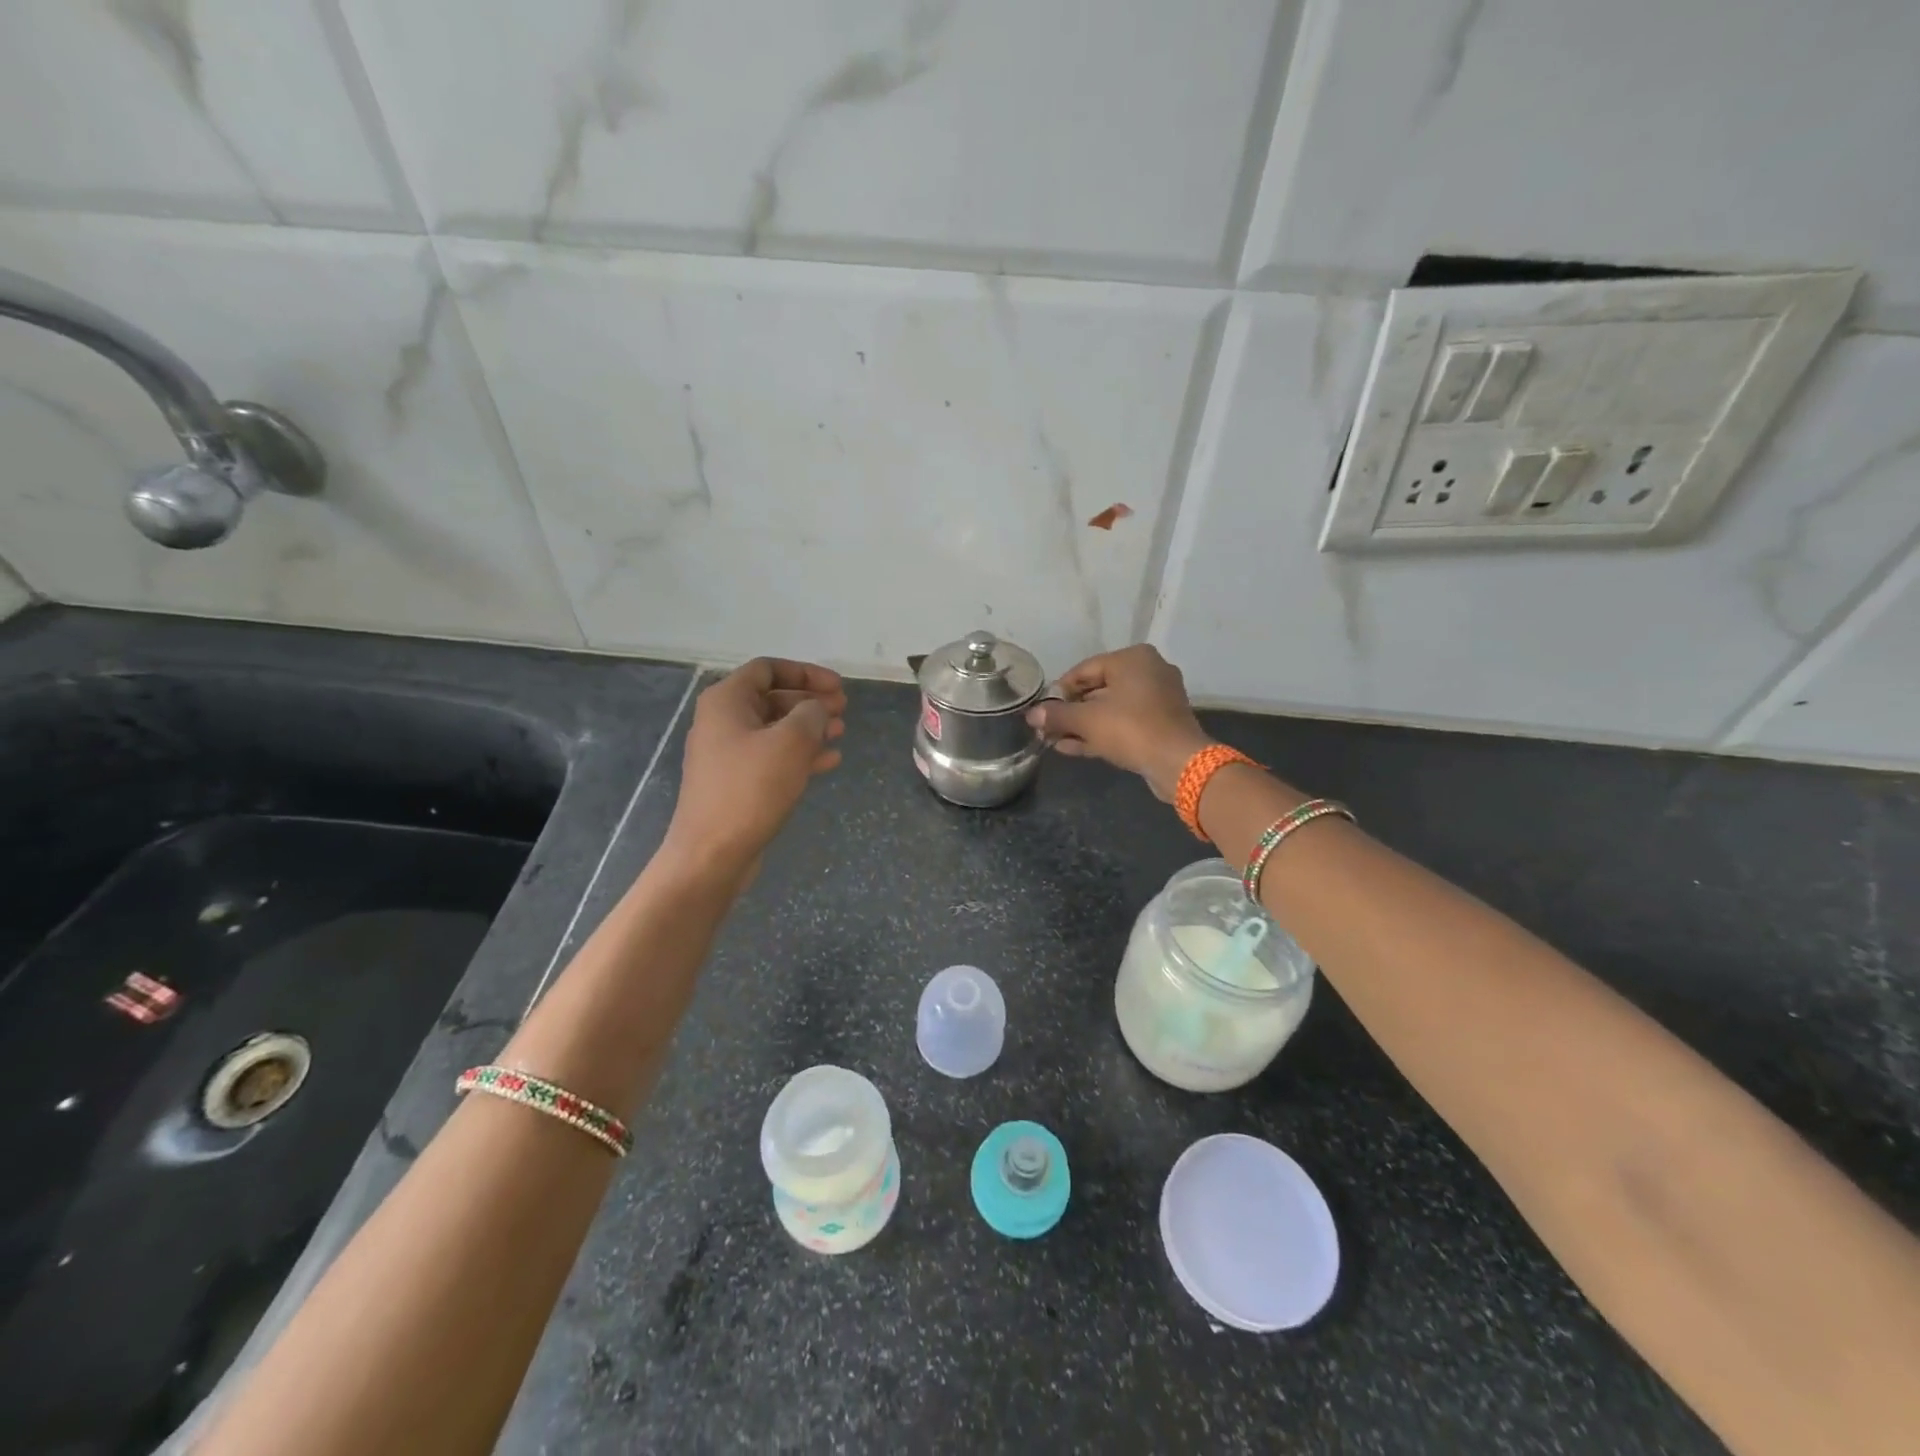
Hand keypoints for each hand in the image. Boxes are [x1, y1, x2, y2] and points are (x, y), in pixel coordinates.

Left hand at [666, 657, 845, 870]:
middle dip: (810, 701)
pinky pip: (772, 757)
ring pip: (775, 729)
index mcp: (726, 701)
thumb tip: (817, 709)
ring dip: (809, 728)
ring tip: (841, 733)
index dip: (806, 672)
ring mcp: (727, 754)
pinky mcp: (736, 783)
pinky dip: (800, 754)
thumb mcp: (790, 742)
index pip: (768, 669)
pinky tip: (829, 761)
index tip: (838, 687)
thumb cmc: (750, 789)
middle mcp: (722, 721)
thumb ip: (811, 714)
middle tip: (844, 709)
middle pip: (773, 698)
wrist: (712, 854)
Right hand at [1027, 645, 1212, 801]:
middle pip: (1098, 689)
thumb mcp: (1087, 720)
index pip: (1085, 669)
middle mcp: (1149, 671)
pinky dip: (1101, 733)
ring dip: (1082, 725)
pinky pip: (1124, 723)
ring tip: (1054, 740)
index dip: (1059, 690)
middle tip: (1046, 727)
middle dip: (1070, 711)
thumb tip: (1032, 715)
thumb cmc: (1131, 729)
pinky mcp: (1161, 723)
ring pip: (1111, 709)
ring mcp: (1158, 698)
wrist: (1178, 763)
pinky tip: (1072, 748)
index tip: (1042, 709)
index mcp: (1133, 659)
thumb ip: (1057, 715)